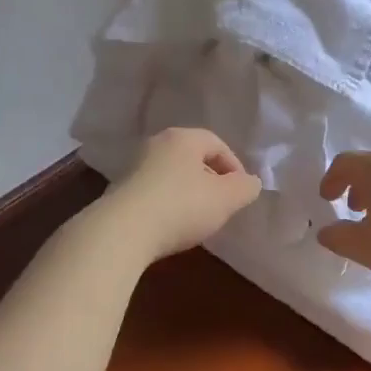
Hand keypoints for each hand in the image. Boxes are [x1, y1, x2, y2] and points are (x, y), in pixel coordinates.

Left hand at [99, 128, 262, 262]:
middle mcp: (155, 145)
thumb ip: (245, 188)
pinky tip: (171, 226)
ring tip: (198, 218)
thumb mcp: (226, 199)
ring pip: (171, 175)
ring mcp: (133, 167)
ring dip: (188, 193)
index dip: (234, 167)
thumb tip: (251, 182)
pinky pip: (153, 192)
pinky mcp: (119, 192)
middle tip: (222, 204)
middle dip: (211, 180)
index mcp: (182, 138)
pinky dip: (167, 204)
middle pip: (192, 158)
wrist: (121, 232)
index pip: (217, 143)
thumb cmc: (181, 207)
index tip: (241, 193)